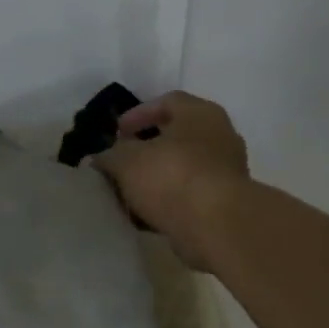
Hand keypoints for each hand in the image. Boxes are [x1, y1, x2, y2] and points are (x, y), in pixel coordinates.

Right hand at [92, 91, 250, 271]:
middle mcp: (220, 136)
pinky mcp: (225, 202)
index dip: (138, 114)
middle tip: (123, 160)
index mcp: (200, 114)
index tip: (117, 132)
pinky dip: (170, 200)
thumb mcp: (127, 161)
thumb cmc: (172, 177)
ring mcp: (227, 171)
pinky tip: (148, 213)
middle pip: (178, 135)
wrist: (216, 226)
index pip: (168, 101)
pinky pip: (191, 194)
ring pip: (184, 167)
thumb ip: (111, 155)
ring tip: (131, 190)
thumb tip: (101, 157)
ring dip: (158, 176)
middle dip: (148, 148)